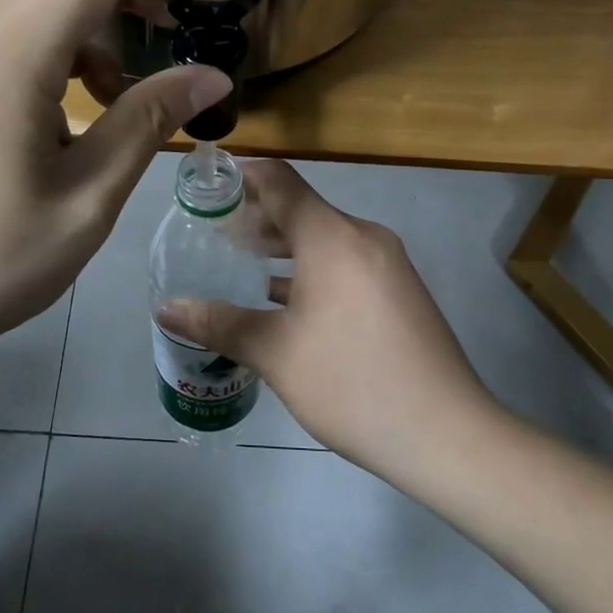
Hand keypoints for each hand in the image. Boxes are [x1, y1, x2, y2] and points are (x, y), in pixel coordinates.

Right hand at [156, 161, 496, 480]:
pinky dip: (309, 270)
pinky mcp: (398, 291)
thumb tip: (165, 308)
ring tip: (238, 265)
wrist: (446, 435)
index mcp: (332, 237)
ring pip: (323, 239)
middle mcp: (363, 237)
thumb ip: (217, 323)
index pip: (279, 182)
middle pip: (300, 210)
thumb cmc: (352, 383)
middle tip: (210, 235)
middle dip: (254, 218)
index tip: (205, 188)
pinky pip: (344, 263)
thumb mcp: (275, 353)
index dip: (241, 177)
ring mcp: (386, 264)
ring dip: (281, 248)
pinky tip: (282, 301)